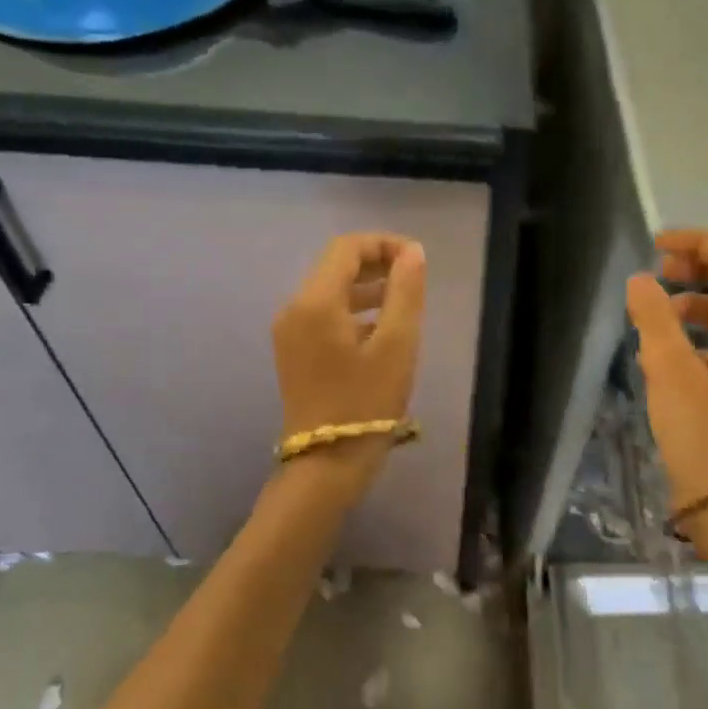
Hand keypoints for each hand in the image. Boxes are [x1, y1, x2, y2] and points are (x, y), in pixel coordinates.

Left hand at [273, 234, 426, 497]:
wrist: (326, 464)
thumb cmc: (366, 403)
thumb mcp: (397, 344)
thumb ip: (405, 292)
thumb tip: (412, 252)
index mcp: (316, 302)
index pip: (347, 248)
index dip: (384, 244)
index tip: (417, 260)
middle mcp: (295, 308)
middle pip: (336, 266)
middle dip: (377, 263)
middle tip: (415, 277)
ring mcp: (290, 331)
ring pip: (331, 290)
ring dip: (367, 286)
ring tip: (405, 301)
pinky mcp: (294, 351)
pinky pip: (325, 314)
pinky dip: (354, 309)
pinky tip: (382, 328)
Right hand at [625, 230, 707, 517]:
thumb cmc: (701, 430)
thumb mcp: (669, 369)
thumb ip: (654, 317)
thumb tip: (641, 279)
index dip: (698, 242)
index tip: (657, 245)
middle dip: (697, 268)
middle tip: (656, 270)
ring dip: (695, 300)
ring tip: (655, 311)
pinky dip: (699, 331)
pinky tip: (666, 349)